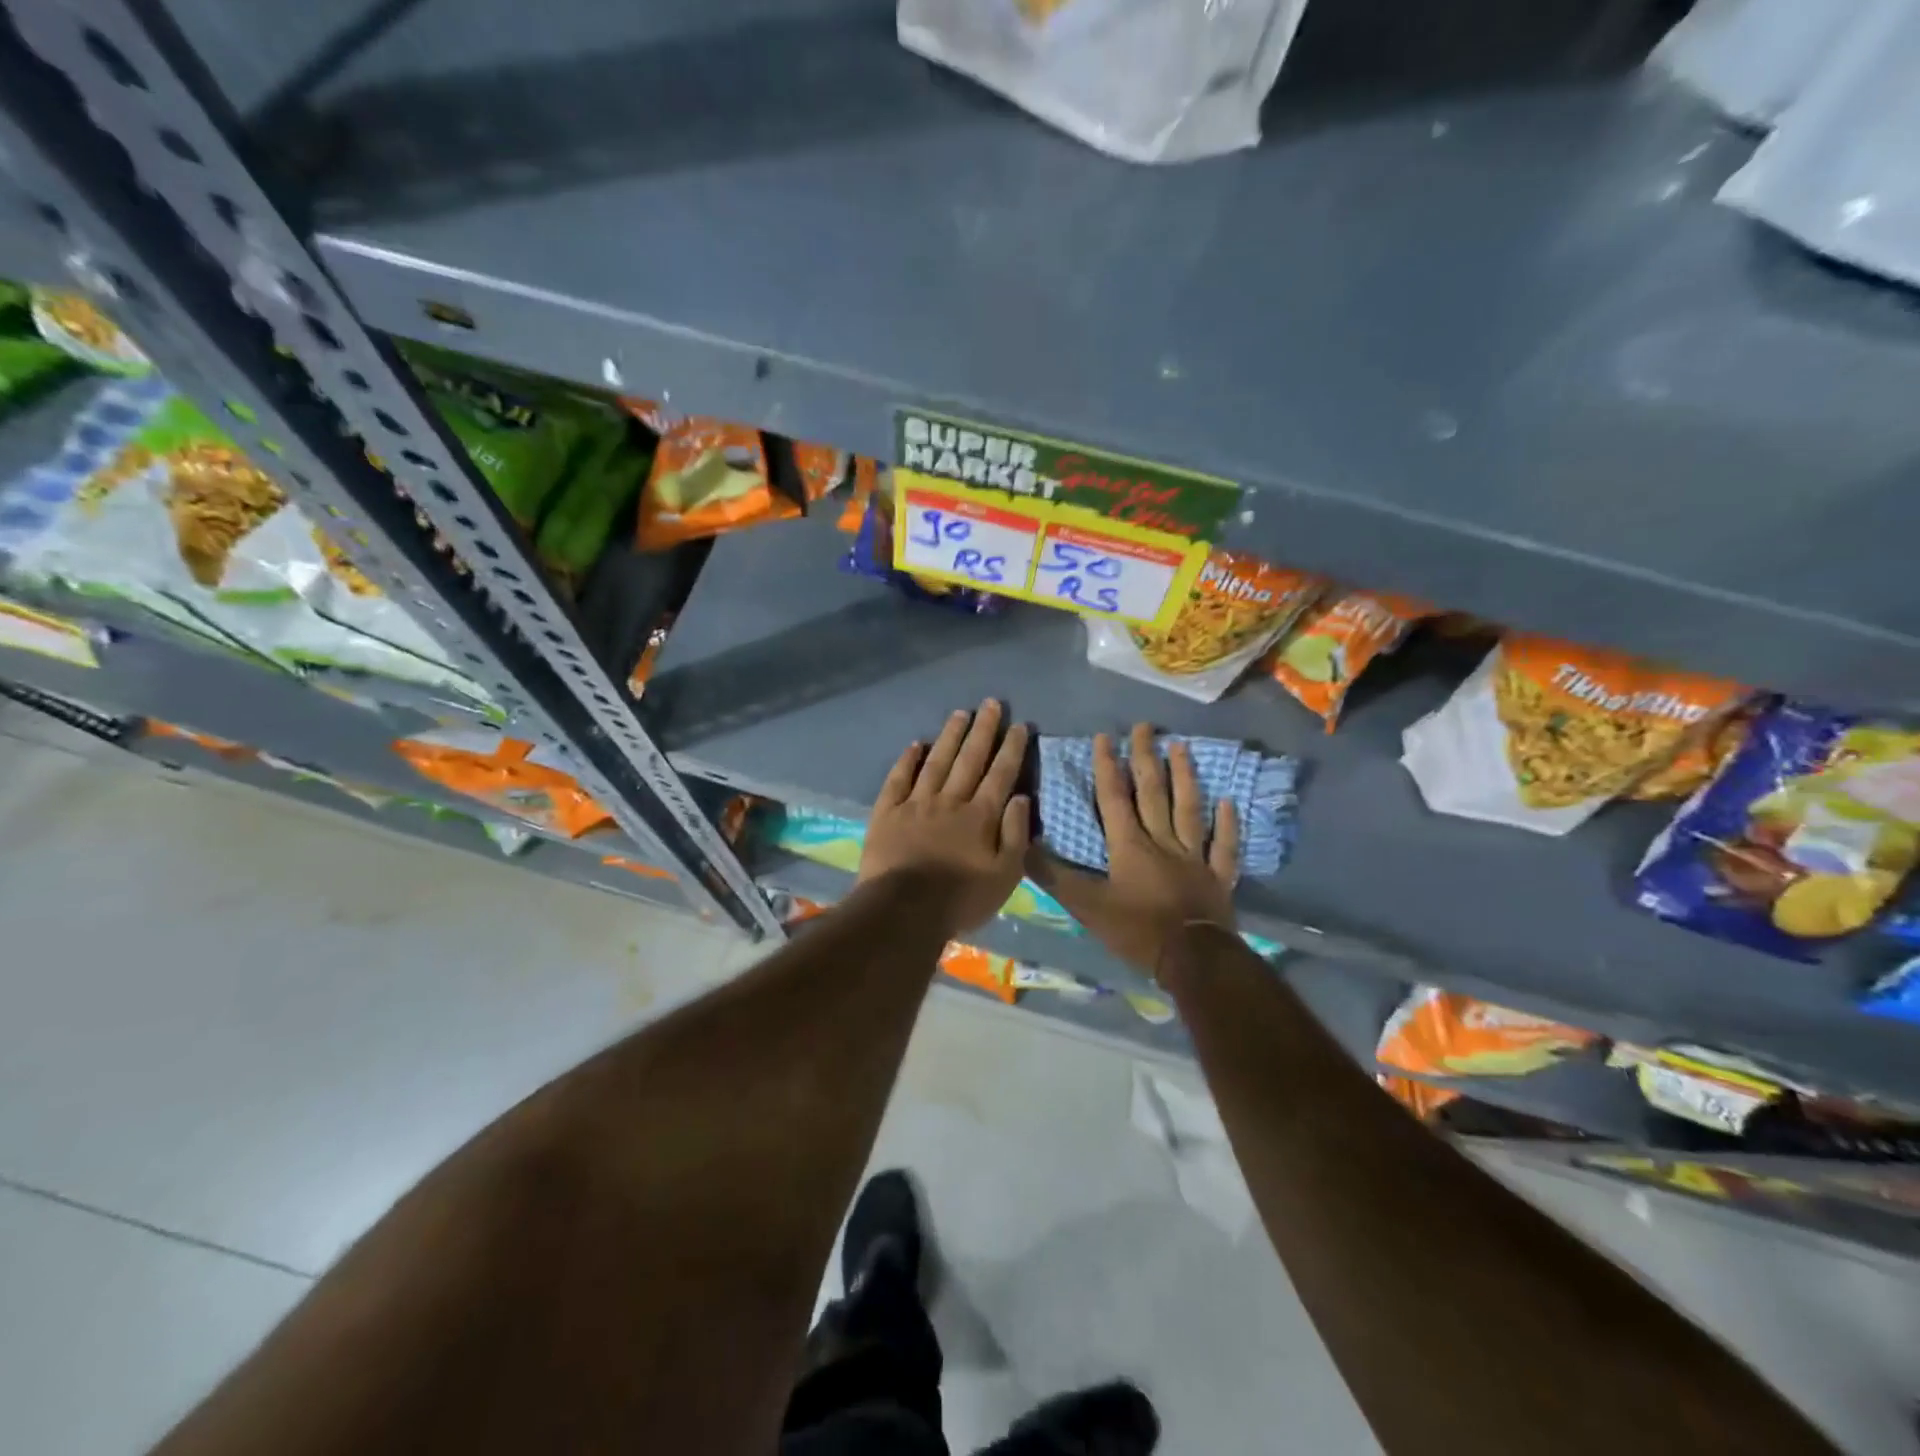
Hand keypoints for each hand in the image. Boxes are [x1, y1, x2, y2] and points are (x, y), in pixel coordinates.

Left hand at [858, 700, 1031, 938]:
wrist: (903, 911)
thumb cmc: (960, 899)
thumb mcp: (1005, 876)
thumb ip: (1016, 834)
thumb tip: (1022, 797)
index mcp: (980, 816)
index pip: (1000, 774)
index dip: (1012, 748)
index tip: (1020, 725)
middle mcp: (950, 800)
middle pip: (970, 759)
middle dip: (983, 730)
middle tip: (991, 704)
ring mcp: (916, 803)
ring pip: (937, 761)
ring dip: (950, 736)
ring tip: (960, 713)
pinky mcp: (887, 812)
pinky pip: (898, 779)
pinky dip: (908, 760)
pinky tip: (916, 744)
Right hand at [1027, 723, 1237, 978]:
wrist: (1191, 958)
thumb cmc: (1136, 930)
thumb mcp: (1087, 906)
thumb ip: (1055, 877)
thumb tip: (1024, 846)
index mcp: (1130, 845)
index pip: (1115, 798)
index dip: (1108, 766)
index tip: (1106, 737)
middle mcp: (1163, 841)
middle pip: (1153, 793)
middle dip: (1146, 758)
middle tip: (1145, 727)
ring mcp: (1194, 856)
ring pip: (1188, 809)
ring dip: (1184, 777)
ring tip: (1180, 747)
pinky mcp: (1218, 876)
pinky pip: (1223, 846)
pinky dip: (1226, 824)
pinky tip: (1227, 802)